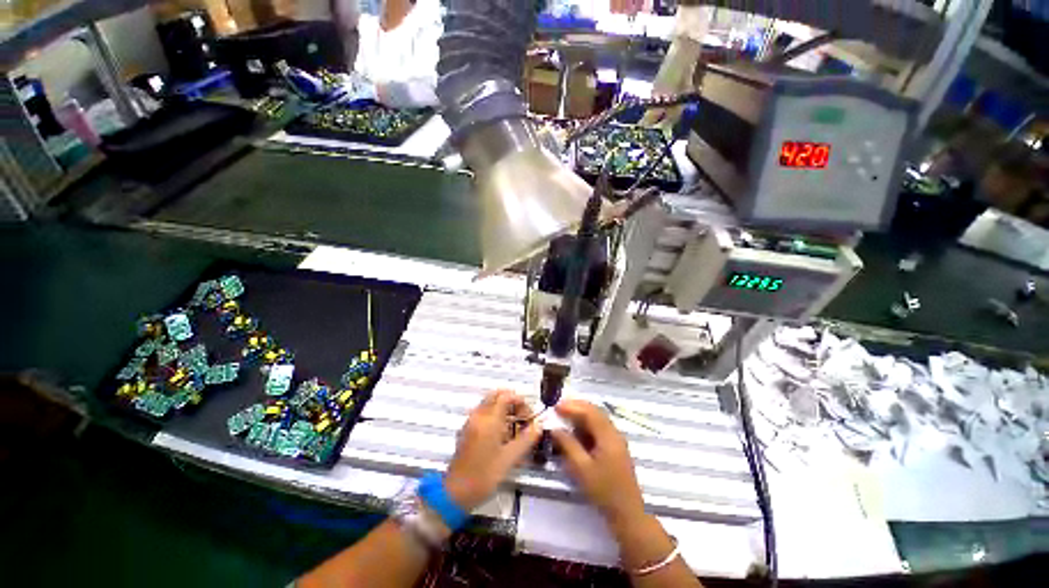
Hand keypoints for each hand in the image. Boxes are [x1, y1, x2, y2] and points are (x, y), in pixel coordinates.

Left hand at [444, 390, 541, 511]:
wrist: (455, 493)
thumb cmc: (484, 476)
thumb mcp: (510, 459)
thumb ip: (526, 439)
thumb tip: (539, 425)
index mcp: (489, 420)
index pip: (506, 396)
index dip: (520, 401)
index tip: (528, 415)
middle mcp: (478, 416)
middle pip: (496, 395)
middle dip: (511, 401)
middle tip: (522, 416)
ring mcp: (470, 422)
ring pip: (489, 403)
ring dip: (503, 408)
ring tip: (515, 426)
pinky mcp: (467, 430)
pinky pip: (482, 413)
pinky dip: (494, 415)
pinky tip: (502, 434)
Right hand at [551, 400, 644, 528]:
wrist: (627, 513)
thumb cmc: (603, 491)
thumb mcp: (581, 468)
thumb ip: (568, 445)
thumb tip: (555, 429)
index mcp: (608, 436)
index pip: (589, 412)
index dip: (572, 407)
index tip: (555, 406)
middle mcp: (614, 433)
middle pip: (595, 412)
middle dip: (577, 407)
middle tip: (559, 407)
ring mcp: (616, 440)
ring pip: (598, 419)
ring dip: (581, 414)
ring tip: (565, 415)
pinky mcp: (615, 447)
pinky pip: (599, 428)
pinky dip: (586, 424)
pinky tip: (576, 430)